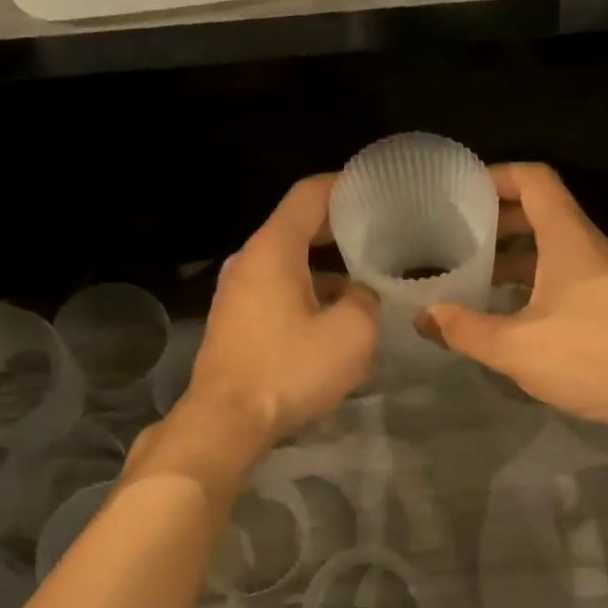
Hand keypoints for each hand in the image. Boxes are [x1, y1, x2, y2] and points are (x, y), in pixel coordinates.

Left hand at [183, 175, 379, 446]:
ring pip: (289, 265)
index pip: (309, 195)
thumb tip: (358, 294)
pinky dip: (307, 293)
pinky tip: (333, 319)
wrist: (227, 421)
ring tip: (365, 284)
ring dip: (325, 270)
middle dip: (339, 231)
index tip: (375, 190)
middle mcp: (248, 260)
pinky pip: (277, 292)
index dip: (344, 186)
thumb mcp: (352, 333)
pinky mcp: (235, 321)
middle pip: (297, 228)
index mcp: (273, 249)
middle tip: (381, 238)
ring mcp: (236, 292)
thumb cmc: (289, 369)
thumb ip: (366, 300)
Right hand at [420, 164, 607, 432]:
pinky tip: (506, 307)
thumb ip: (464, 329)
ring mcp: (601, 275)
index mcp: (568, 239)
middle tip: (457, 234)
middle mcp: (587, 247)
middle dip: (497, 217)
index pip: (535, 180)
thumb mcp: (513, 347)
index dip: (497, 176)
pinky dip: (530, 277)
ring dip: (513, 252)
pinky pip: (562, 272)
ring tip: (474, 272)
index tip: (461, 193)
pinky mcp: (607, 302)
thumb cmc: (587, 359)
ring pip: (551, 245)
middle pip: (541, 210)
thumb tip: (423, 317)